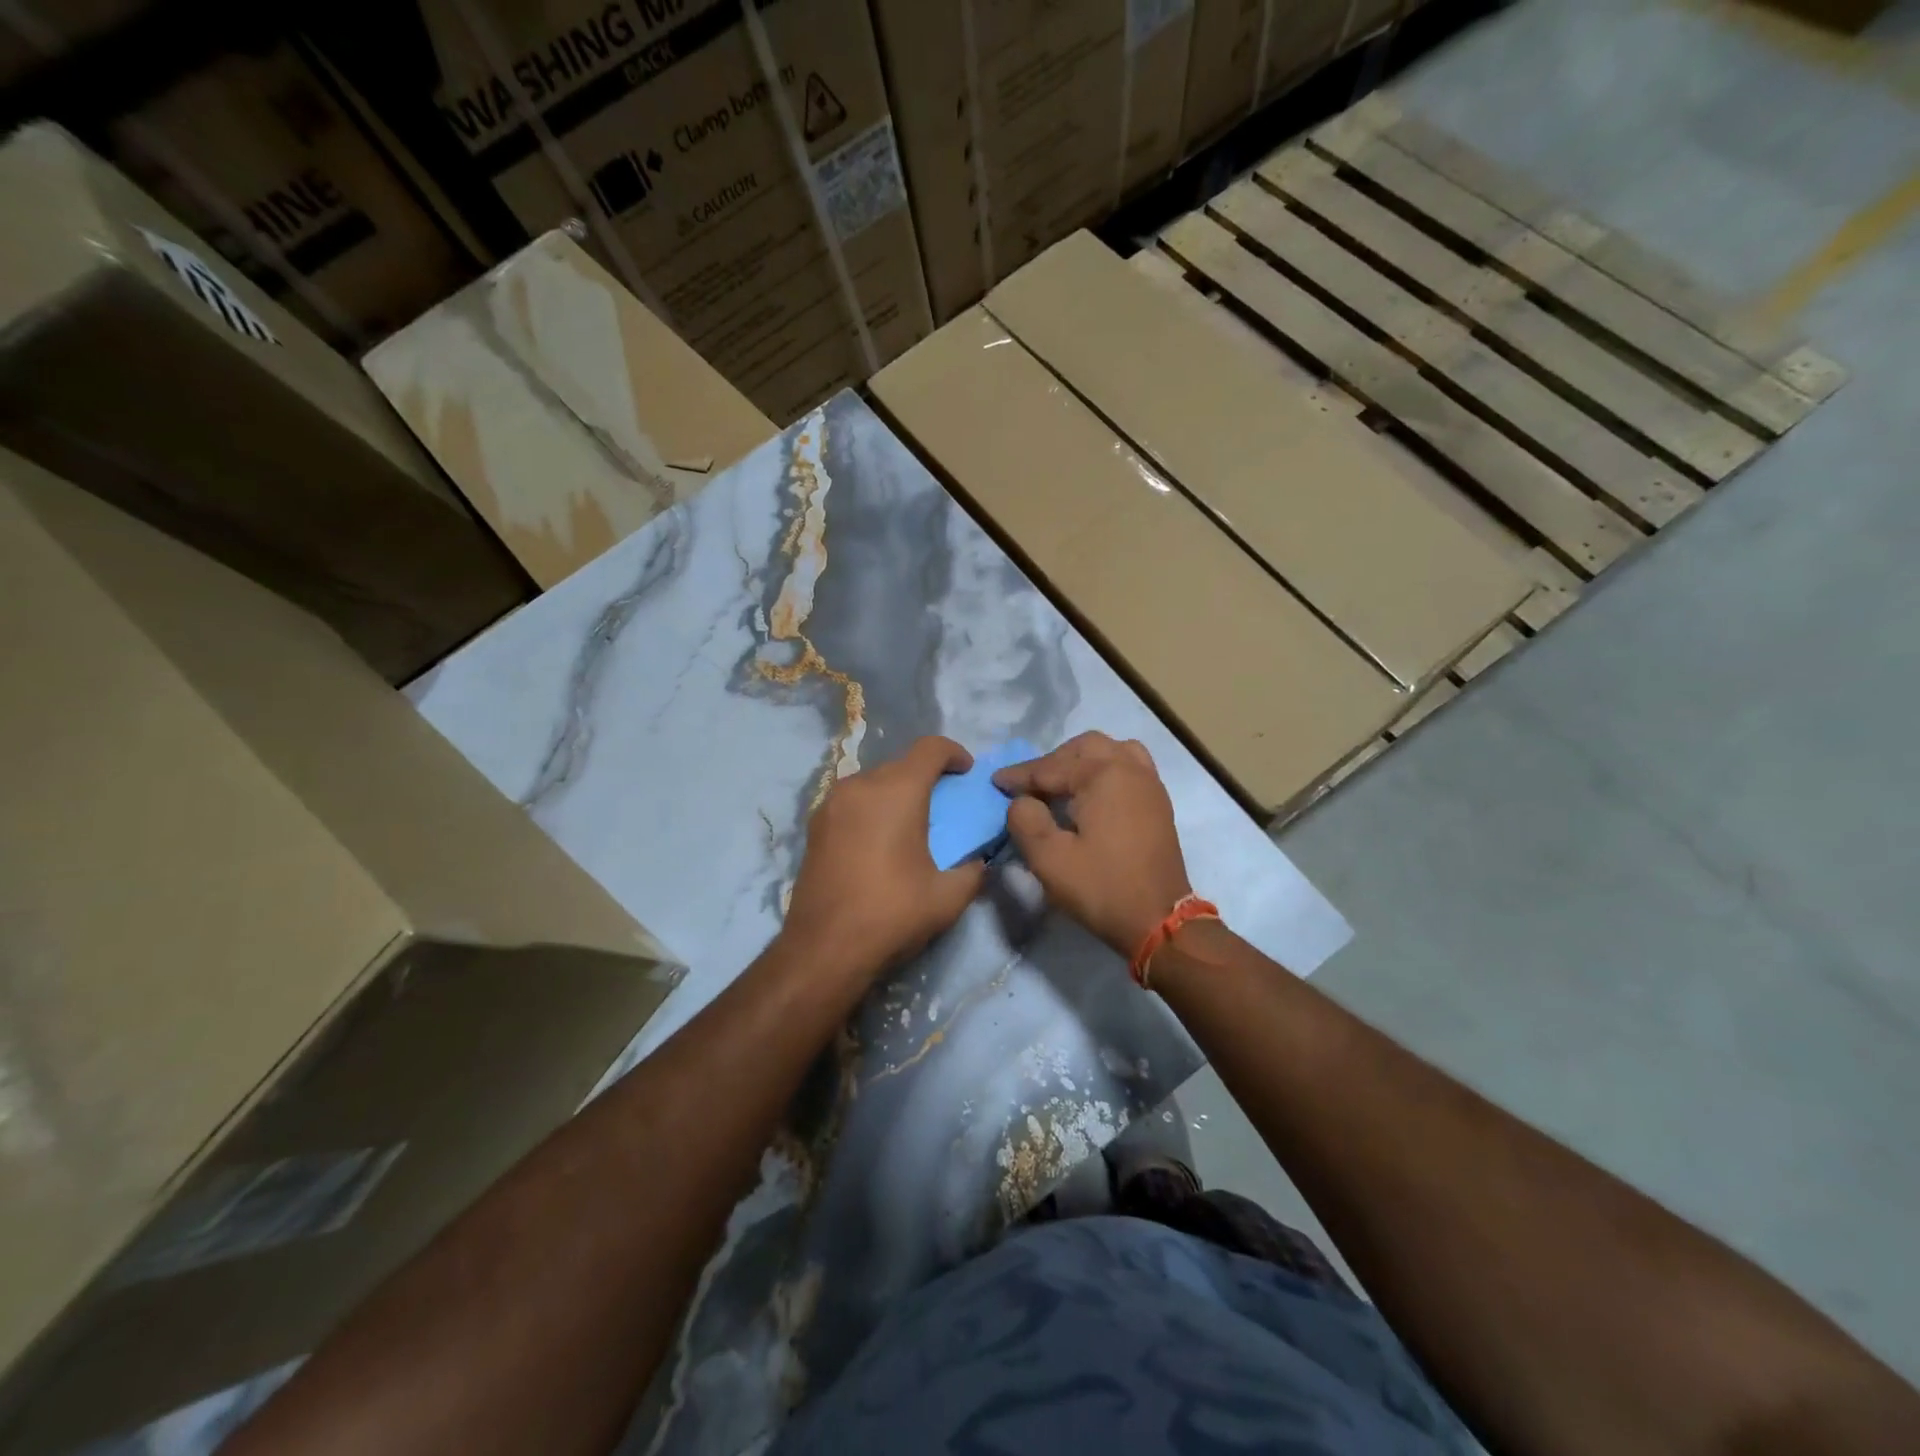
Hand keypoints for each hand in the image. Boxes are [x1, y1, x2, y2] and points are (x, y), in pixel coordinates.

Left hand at [781, 736, 987, 983]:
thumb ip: (973, 871)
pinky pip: (852, 802)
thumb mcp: (948, 897)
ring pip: (873, 782)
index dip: (954, 753)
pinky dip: (871, 809)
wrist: (824, 949)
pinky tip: (879, 841)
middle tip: (944, 804)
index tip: (967, 772)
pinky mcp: (815, 826)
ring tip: (910, 823)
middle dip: (926, 776)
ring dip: (896, 792)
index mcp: (897, 791)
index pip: (930, 748)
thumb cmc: (892, 914)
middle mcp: (860, 786)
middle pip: (900, 764)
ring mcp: (832, 804)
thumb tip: (980, 863)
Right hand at [994, 732, 1192, 957]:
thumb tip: (1021, 801)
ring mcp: (1149, 784)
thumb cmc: (1102, 888)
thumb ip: (1025, 820)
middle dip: (1052, 762)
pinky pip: (1129, 767)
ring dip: (1082, 761)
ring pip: (1111, 751)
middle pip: (1084, 748)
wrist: (1159, 920)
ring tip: (1062, 785)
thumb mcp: (1049, 859)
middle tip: (1029, 786)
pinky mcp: (1158, 803)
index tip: (995, 783)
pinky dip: (1106, 770)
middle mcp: (1130, 768)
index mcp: (1103, 775)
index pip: (1050, 767)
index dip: (1019, 776)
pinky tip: (1091, 796)